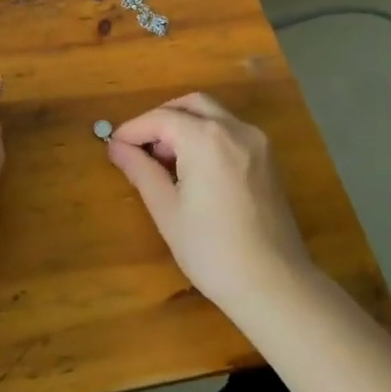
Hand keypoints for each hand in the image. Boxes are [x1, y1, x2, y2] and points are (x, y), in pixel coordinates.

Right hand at [107, 92, 314, 316]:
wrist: (276, 286)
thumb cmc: (213, 251)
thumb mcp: (167, 210)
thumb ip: (141, 170)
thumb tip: (116, 147)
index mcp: (206, 138)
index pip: (161, 118)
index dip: (134, 129)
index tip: (114, 145)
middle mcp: (234, 129)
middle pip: (191, 105)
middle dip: (162, 118)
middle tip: (141, 146)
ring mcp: (256, 142)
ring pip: (214, 114)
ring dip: (186, 124)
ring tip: (166, 159)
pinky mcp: (268, 159)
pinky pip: (231, 131)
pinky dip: (208, 135)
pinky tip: (195, 167)